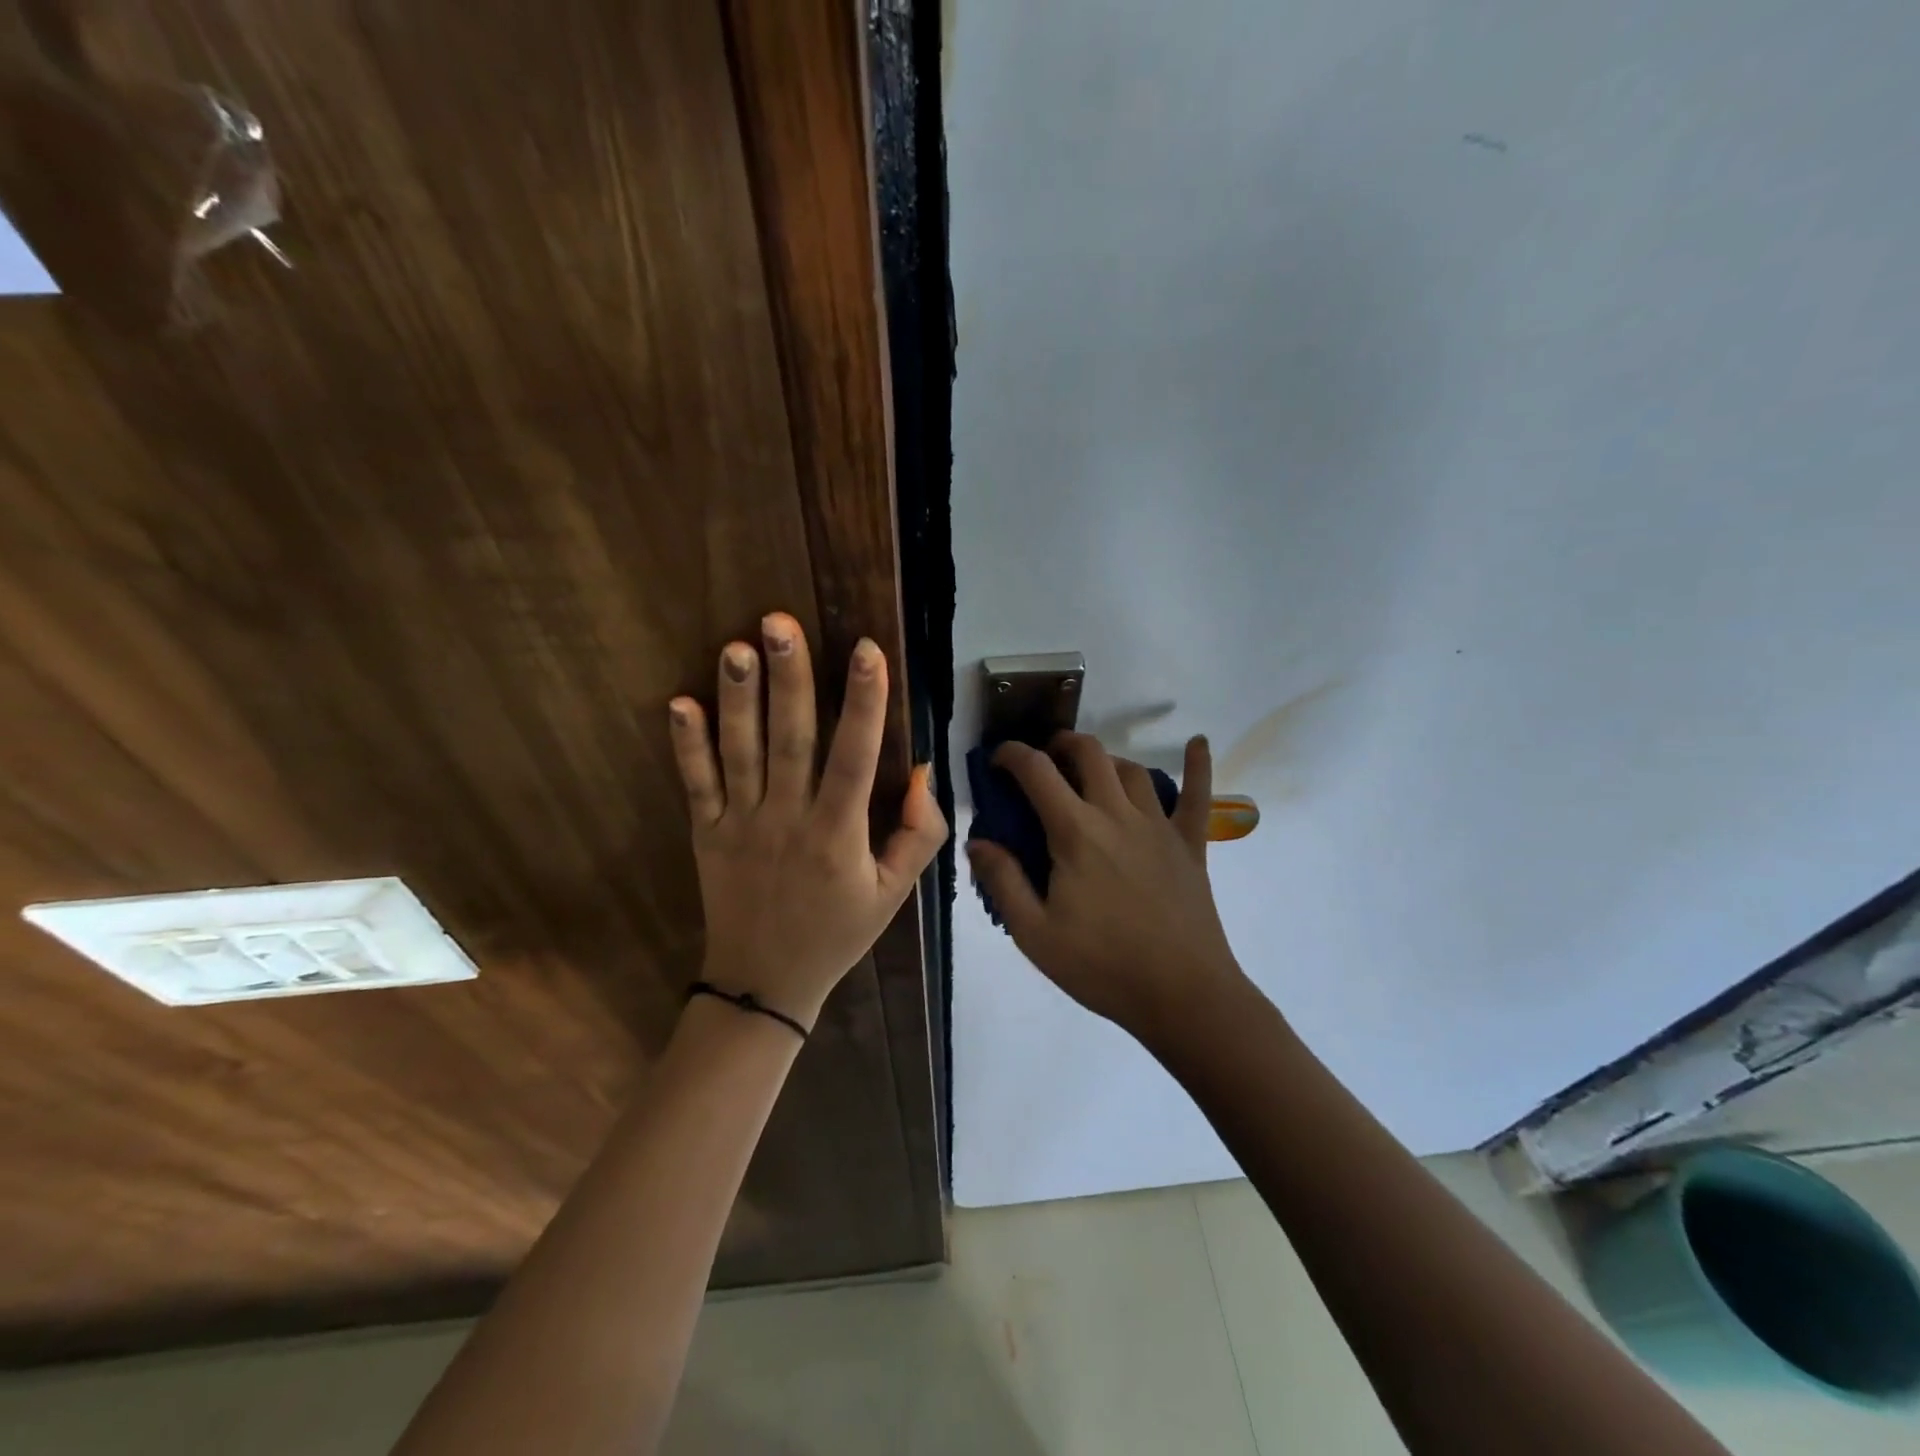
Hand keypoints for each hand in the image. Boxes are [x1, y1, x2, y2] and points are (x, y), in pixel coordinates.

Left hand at [667, 614, 947, 1028]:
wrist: (764, 984)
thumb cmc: (837, 933)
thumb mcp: (894, 894)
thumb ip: (919, 835)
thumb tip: (922, 773)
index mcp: (838, 835)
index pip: (854, 758)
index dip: (863, 703)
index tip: (867, 650)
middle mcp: (787, 820)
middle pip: (790, 741)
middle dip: (789, 679)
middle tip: (780, 622)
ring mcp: (741, 825)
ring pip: (740, 753)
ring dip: (738, 699)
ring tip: (736, 647)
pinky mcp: (706, 834)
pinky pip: (697, 784)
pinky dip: (686, 745)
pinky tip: (679, 703)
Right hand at [967, 733, 1245, 1037]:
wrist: (1182, 995)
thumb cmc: (1102, 966)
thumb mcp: (1035, 933)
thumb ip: (1002, 881)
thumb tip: (977, 841)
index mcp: (1075, 832)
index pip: (1037, 772)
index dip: (1011, 754)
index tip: (995, 760)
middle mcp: (1117, 815)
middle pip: (1088, 754)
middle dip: (1060, 744)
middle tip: (1044, 759)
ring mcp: (1159, 825)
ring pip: (1131, 770)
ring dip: (1105, 761)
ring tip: (1089, 772)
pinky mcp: (1190, 844)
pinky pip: (1198, 795)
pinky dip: (1198, 765)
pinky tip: (1198, 743)